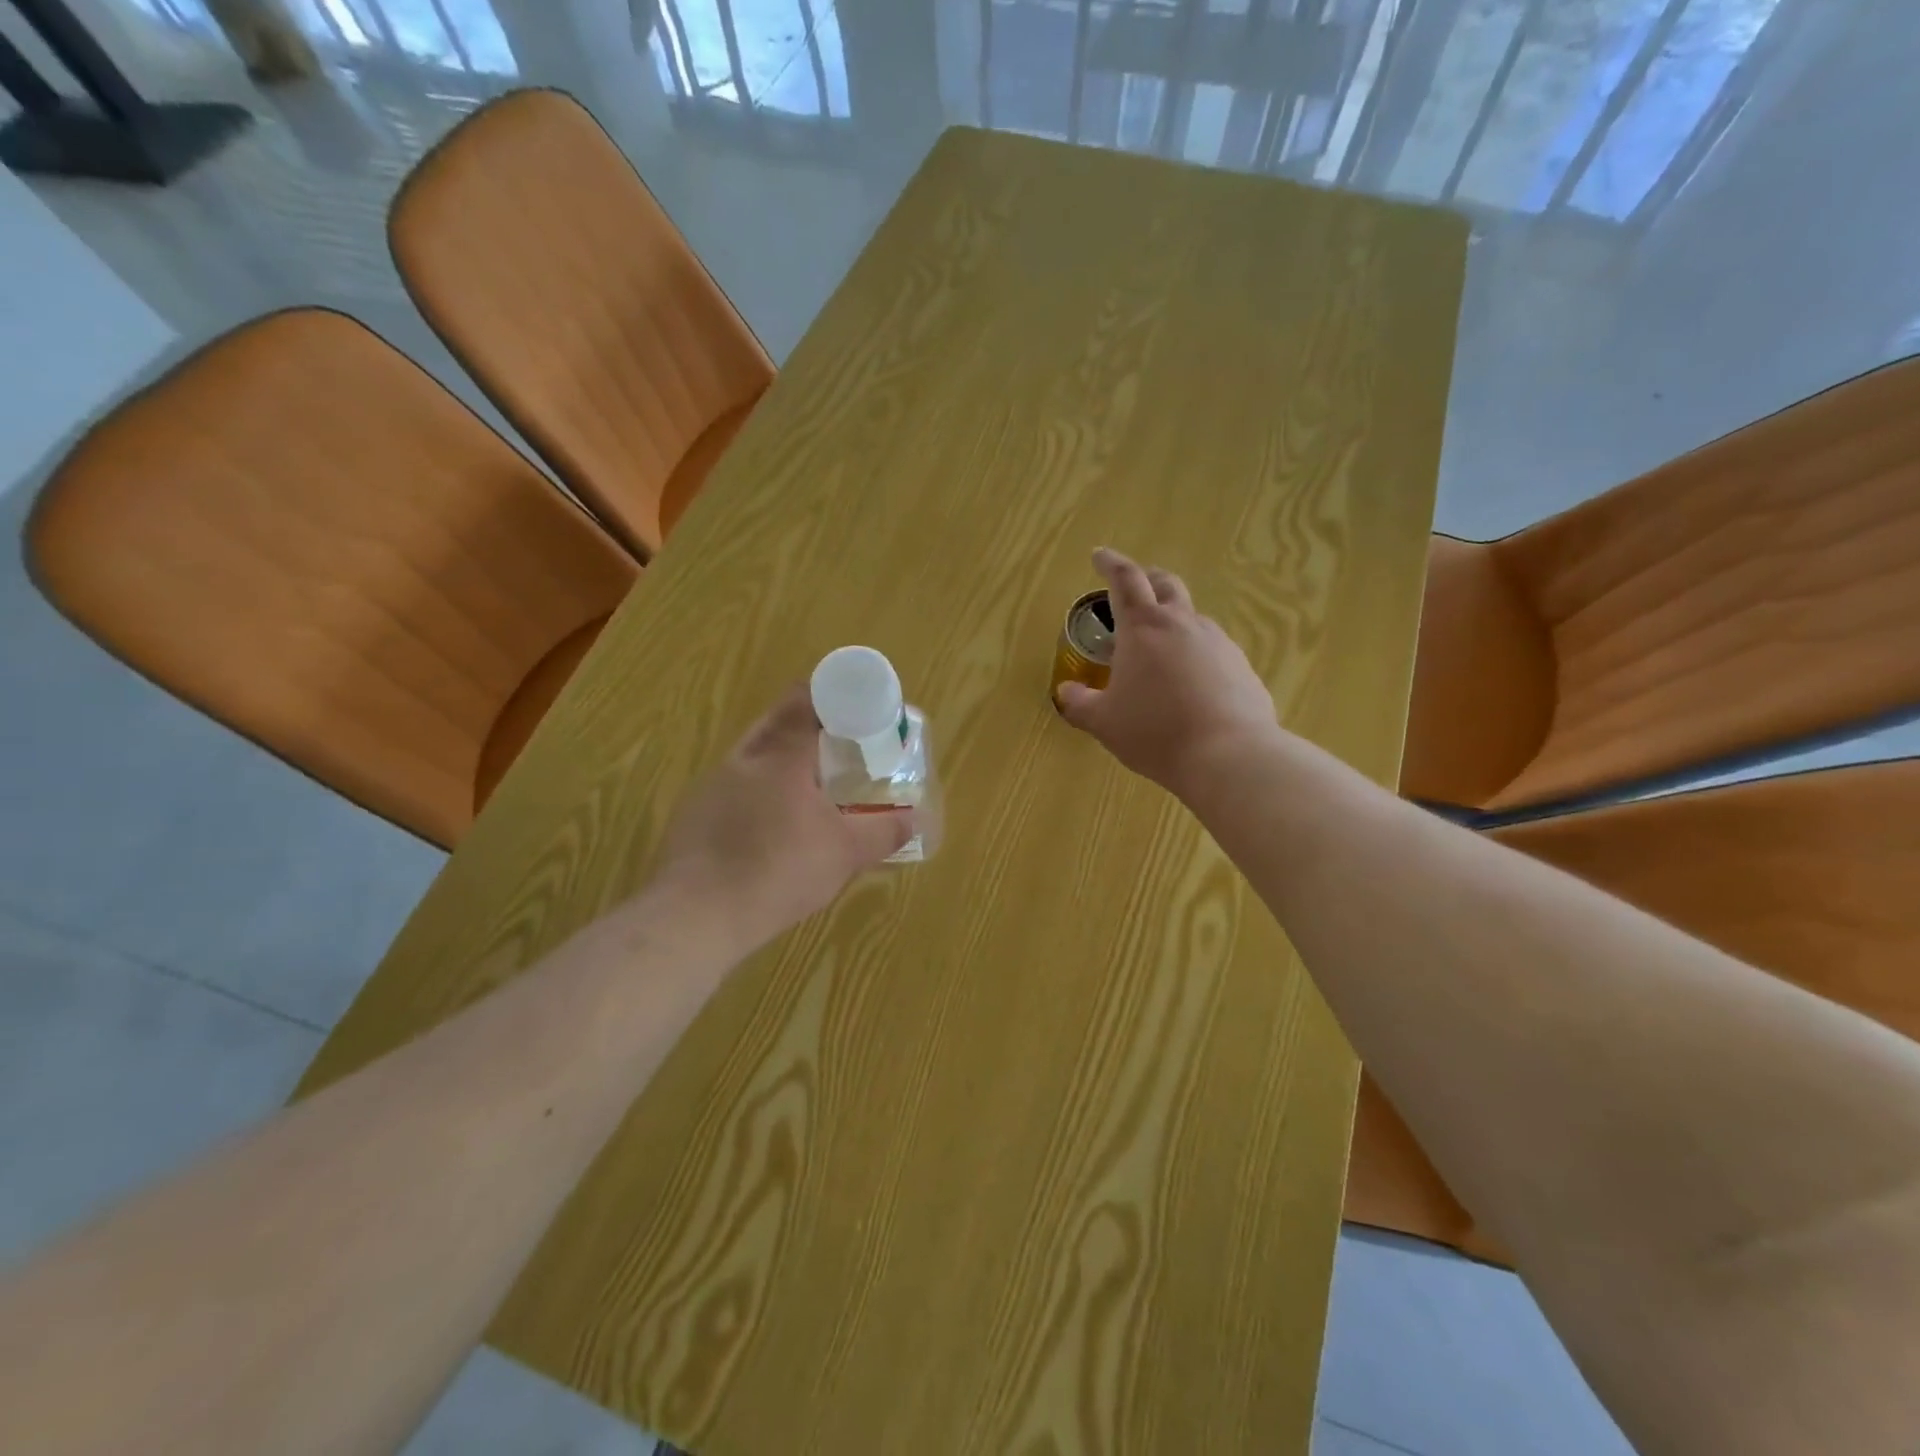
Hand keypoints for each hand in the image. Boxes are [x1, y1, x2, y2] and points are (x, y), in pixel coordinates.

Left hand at [655, 686, 911, 949]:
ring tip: (806, 785)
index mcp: (780, 757)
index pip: (805, 704)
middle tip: (836, 743)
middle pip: (774, 723)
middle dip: (805, 725)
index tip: (853, 709)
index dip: (830, 698)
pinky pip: (731, 788)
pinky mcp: (691, 815)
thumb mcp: (845, 854)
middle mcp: (741, 761)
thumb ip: (882, 832)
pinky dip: (755, 792)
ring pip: (750, 756)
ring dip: (778, 760)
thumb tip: (913, 819)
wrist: (697, 916)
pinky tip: (768, 824)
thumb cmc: (779, 872)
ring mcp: (710, 787)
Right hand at [1056, 548, 1276, 796]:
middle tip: (1133, 588)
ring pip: (1191, 616)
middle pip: (1165, 584)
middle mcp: (1182, 624)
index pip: (1124, 579)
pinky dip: (1194, 652)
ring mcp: (1218, 642)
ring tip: (1158, 647)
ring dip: (1172, 619)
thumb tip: (1066, 691)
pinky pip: (1212, 648)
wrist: (1229, 755)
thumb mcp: (1104, 722)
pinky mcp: (1241, 666)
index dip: (1110, 563)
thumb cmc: (1155, 732)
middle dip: (1146, 579)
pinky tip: (1189, 681)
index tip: (1099, 555)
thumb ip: (1079, 703)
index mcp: (1143, 628)